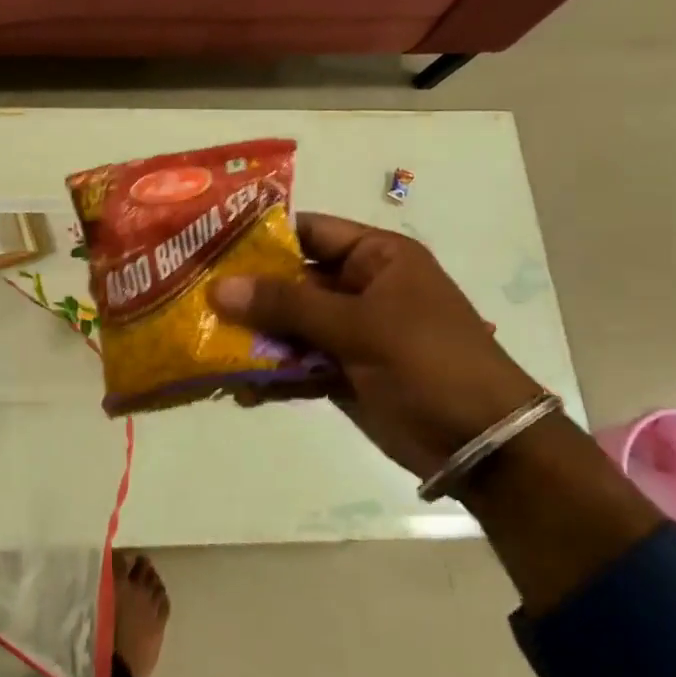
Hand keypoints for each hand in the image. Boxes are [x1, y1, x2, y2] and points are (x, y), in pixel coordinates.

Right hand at [211, 213, 543, 479]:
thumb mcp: (359, 326)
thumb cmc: (428, 362)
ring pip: (289, 324)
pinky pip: (297, 363)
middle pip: (291, 280)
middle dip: (247, 291)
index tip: (208, 244)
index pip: (309, 232)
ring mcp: (350, 332)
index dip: (262, 236)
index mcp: (376, 258)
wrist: (482, 445)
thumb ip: (287, 305)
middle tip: (193, 296)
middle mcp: (360, 288)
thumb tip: (219, 288)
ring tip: (205, 345)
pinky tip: (239, 388)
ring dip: (253, 336)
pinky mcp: (343, 371)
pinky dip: (272, 374)